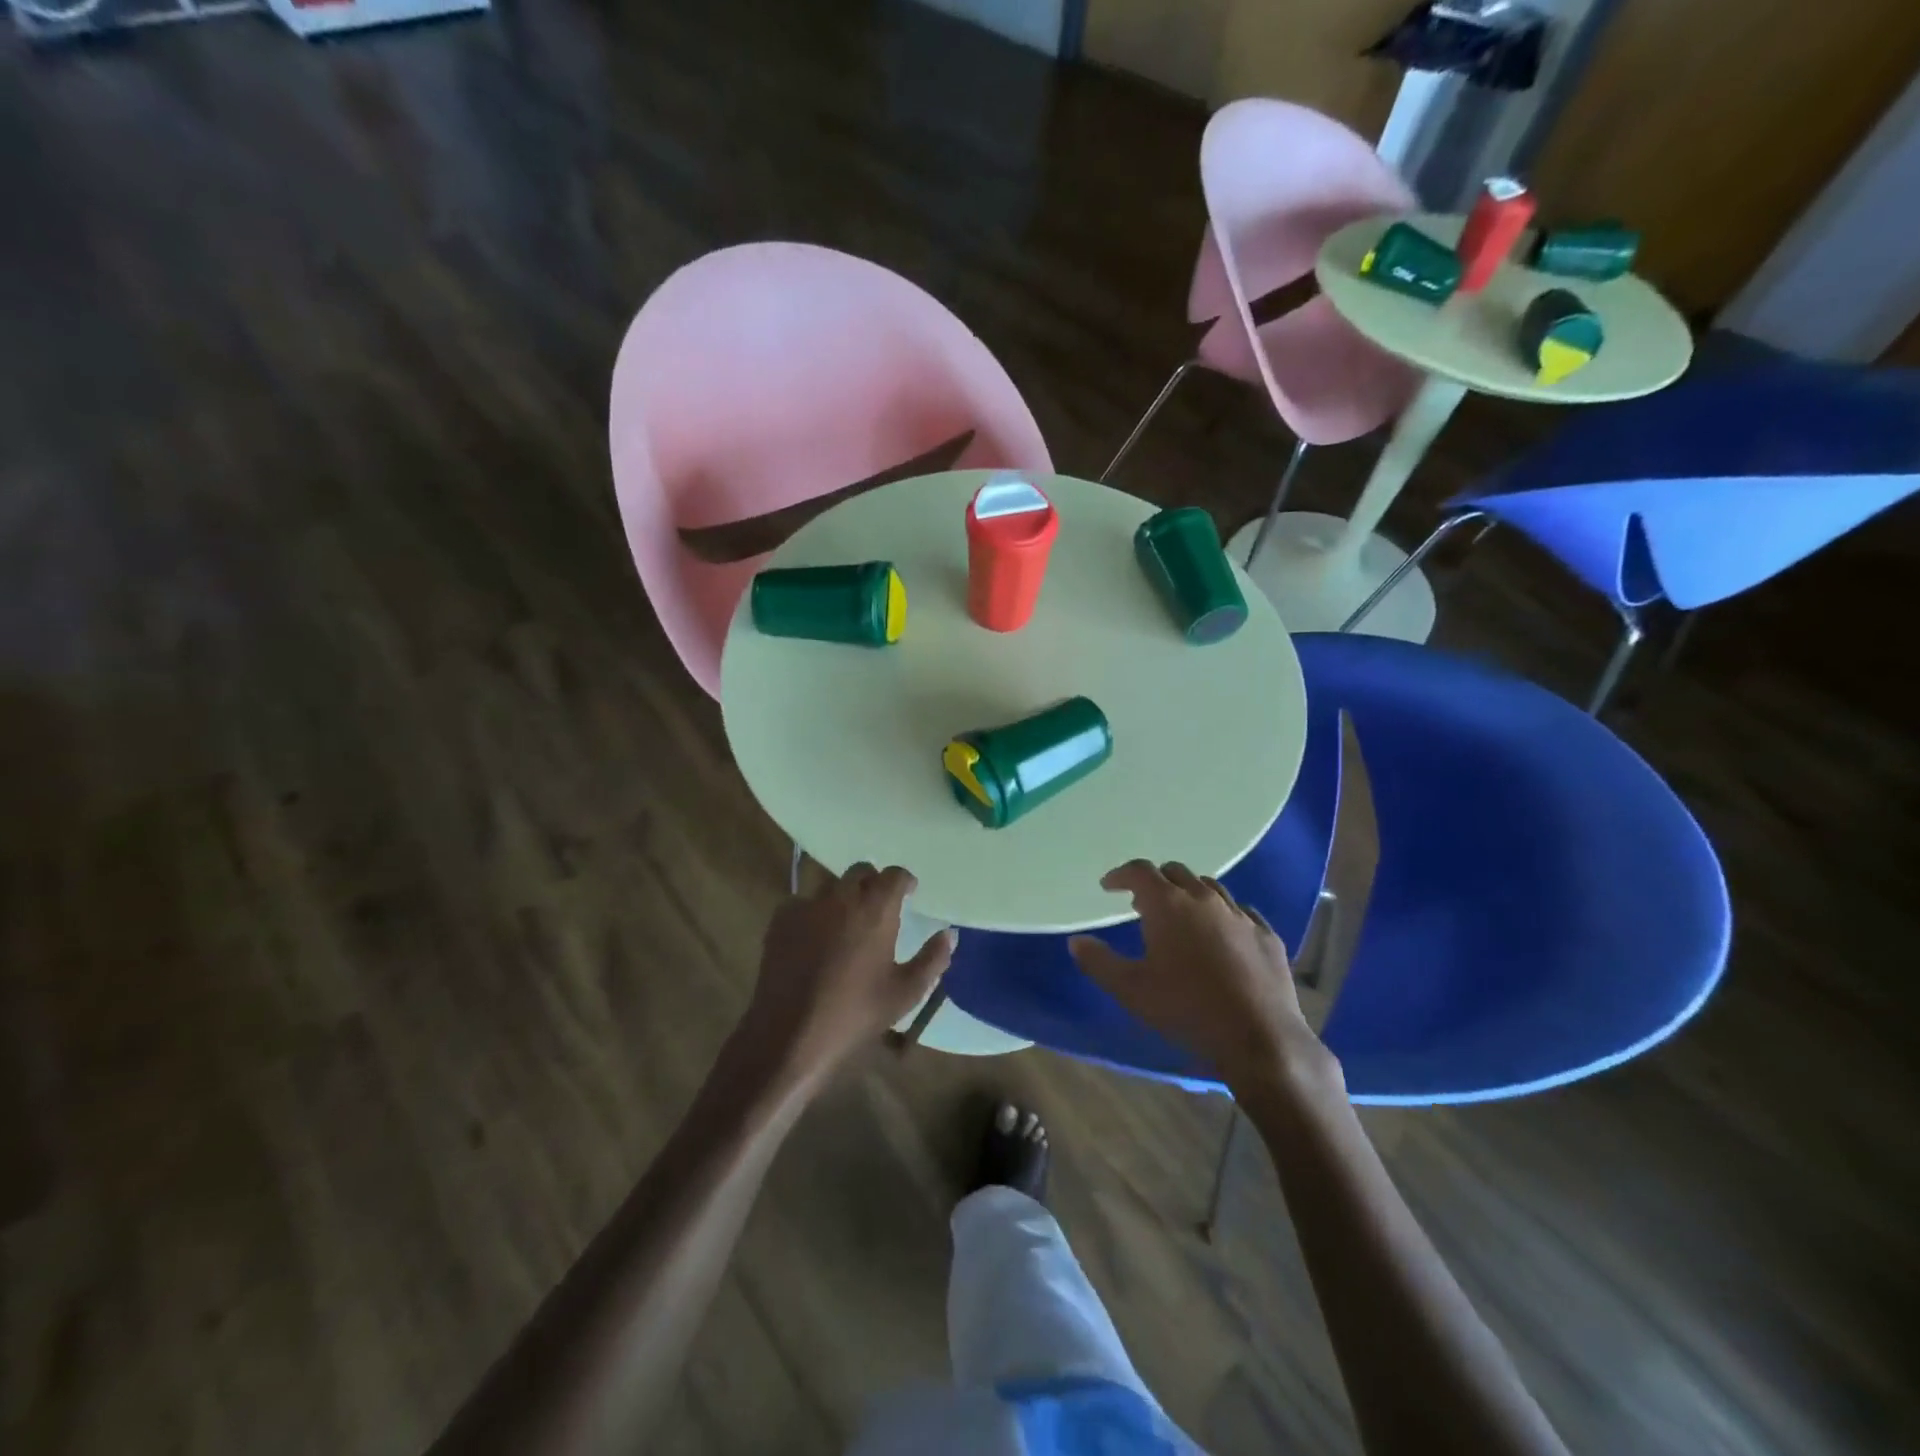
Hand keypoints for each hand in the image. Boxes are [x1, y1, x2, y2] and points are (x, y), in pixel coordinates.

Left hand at [738, 863, 953, 1089]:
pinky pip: (802, 903)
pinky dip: (813, 913)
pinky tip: (814, 938)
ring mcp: (807, 906)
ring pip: (830, 886)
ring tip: (846, 924)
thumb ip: (932, 959)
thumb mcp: (905, 993)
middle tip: (878, 908)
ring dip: (843, 897)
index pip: (894, 875)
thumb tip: (949, 935)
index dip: (904, 881)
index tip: (909, 893)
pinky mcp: (780, 920)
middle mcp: (841, 897)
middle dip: (873, 883)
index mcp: (876, 909)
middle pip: (861, 872)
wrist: (789, 1035)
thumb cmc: (855, 1014)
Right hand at [1069, 861, 1330, 1092]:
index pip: (1140, 871)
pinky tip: (1223, 934)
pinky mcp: (1267, 935)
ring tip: (1182, 916)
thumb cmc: (1186, 1008)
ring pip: (1210, 888)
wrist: (1258, 1036)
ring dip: (1190, 894)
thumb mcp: (1130, 989)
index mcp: (1168, 904)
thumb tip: (1076, 941)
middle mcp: (1204, 899)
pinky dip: (1224, 915)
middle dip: (1155, 882)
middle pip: (1176, 872)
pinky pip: (1242, 912)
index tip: (1109, 886)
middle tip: (1142, 904)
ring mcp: (1240, 915)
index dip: (1121, 875)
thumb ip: (1099, 961)